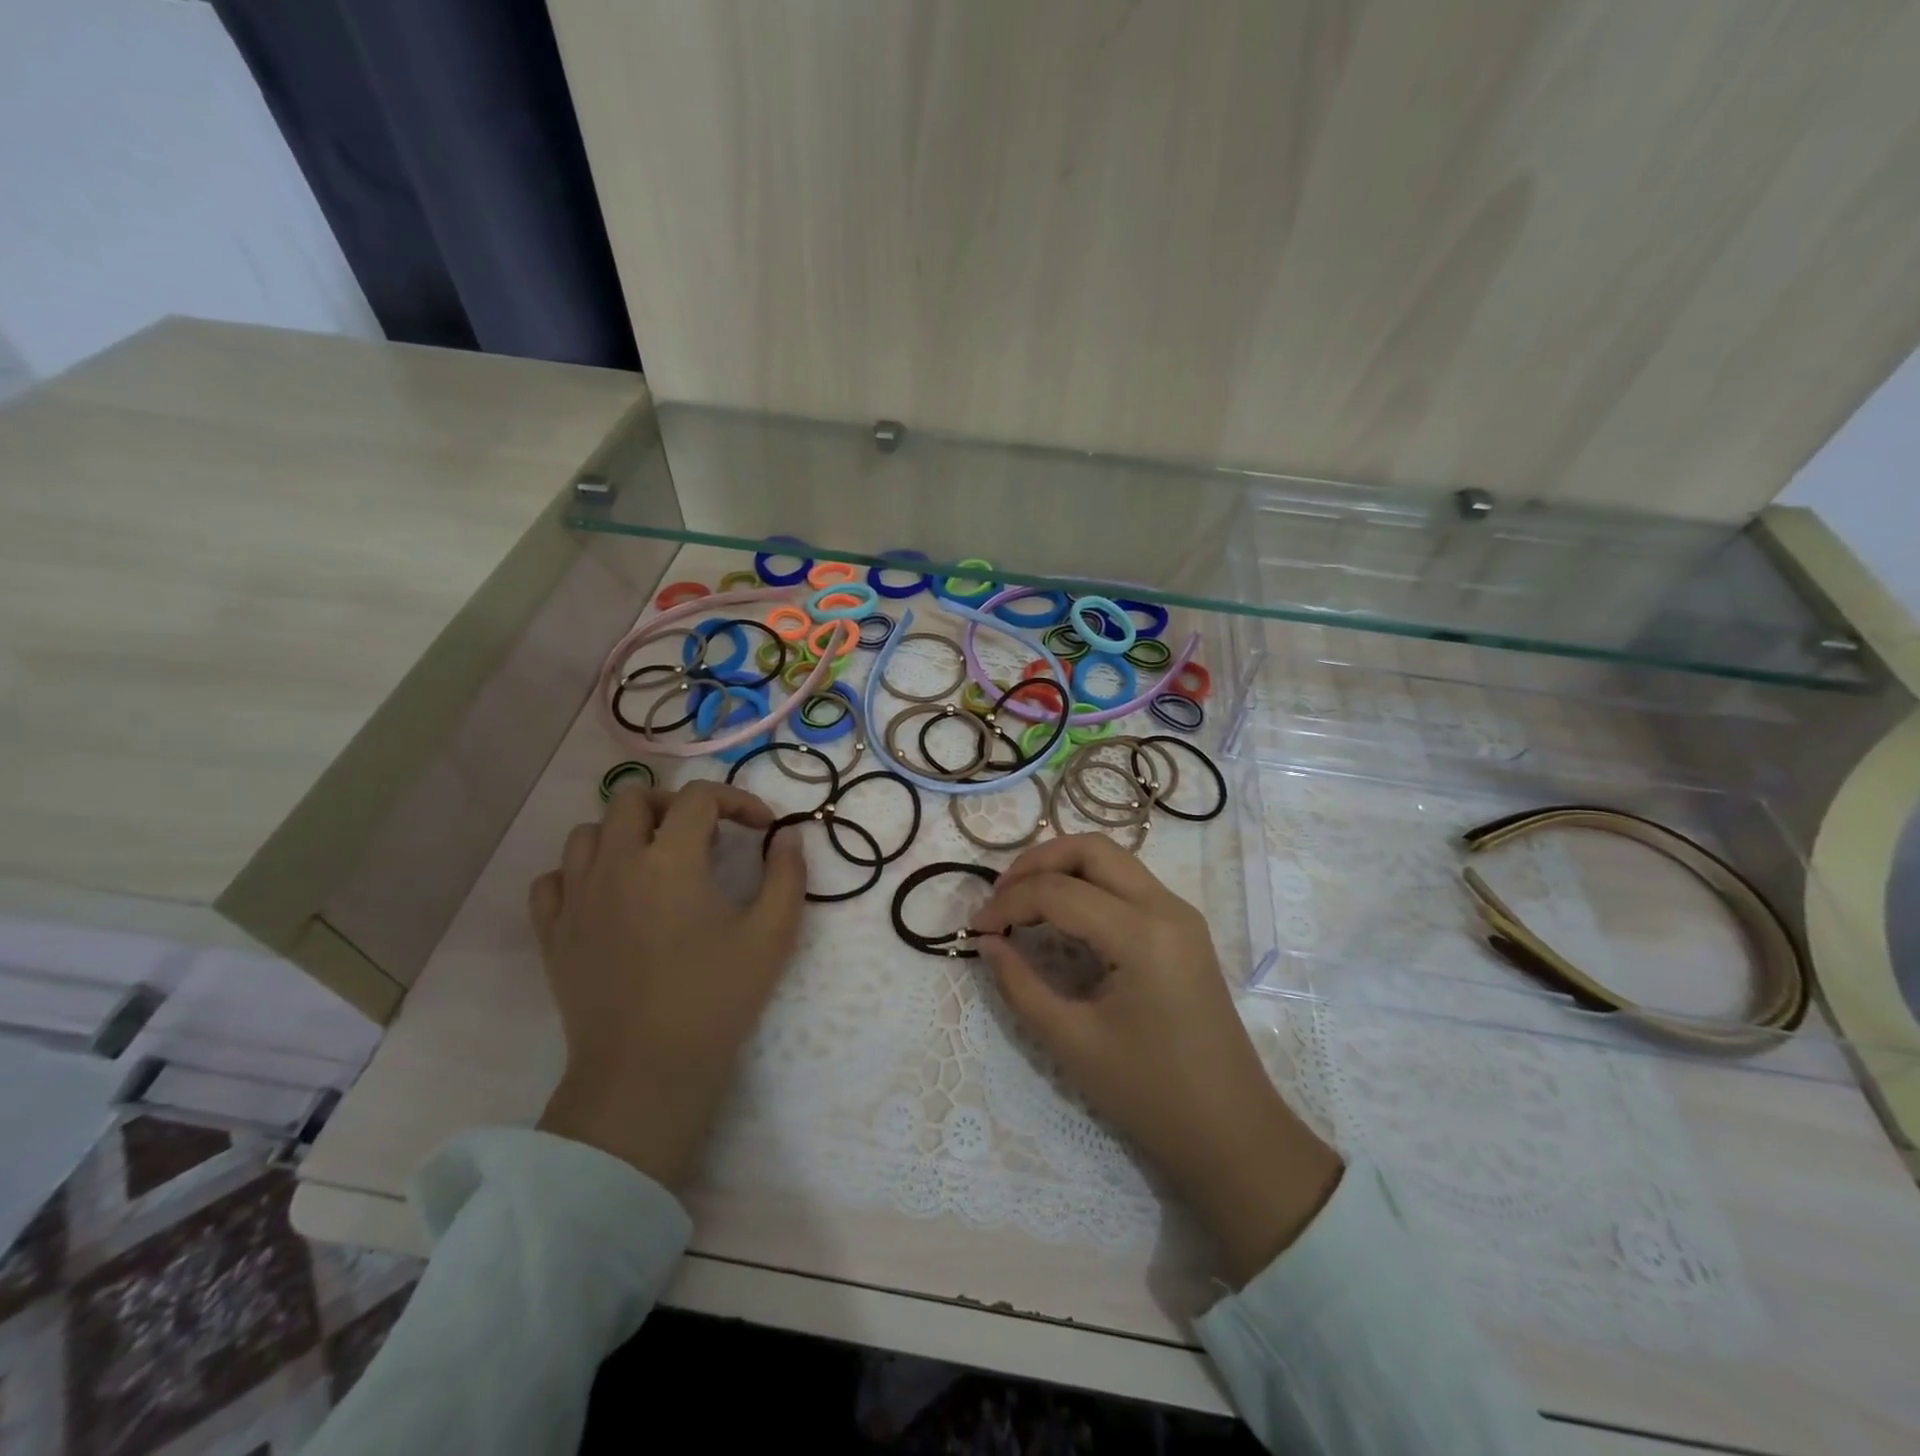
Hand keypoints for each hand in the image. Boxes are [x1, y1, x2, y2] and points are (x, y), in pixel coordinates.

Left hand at [529, 780, 806, 1188]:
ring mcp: (576, 897)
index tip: (759, 827)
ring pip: (586, 832)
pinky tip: (607, 894)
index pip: (698, 797)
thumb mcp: (772, 934)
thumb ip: (787, 874)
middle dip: (672, 804)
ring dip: (624, 833)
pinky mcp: (552, 932)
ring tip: (653, 861)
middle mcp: (615, 864)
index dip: (736, 799)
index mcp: (670, 859)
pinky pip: (553, 879)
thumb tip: (787, 834)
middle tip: (702, 834)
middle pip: (631, 798)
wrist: (645, 1071)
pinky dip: (580, 873)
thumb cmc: (716, 998)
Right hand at [974, 835, 1342, 1284]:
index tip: (976, 930)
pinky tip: (1061, 915)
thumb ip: (1020, 985)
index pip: (1058, 891)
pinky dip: (1087, 884)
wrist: (1232, 1131)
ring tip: (1022, 903)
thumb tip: (986, 942)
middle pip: (1090, 849)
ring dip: (1062, 868)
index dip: (1008, 903)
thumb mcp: (1072, 1042)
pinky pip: (1127, 883)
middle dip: (1036, 863)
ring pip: (1111, 859)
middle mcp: (1166, 907)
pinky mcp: (1183, 927)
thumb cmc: (1150, 1094)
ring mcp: (1180, 914)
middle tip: (1000, 898)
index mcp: (1142, 934)